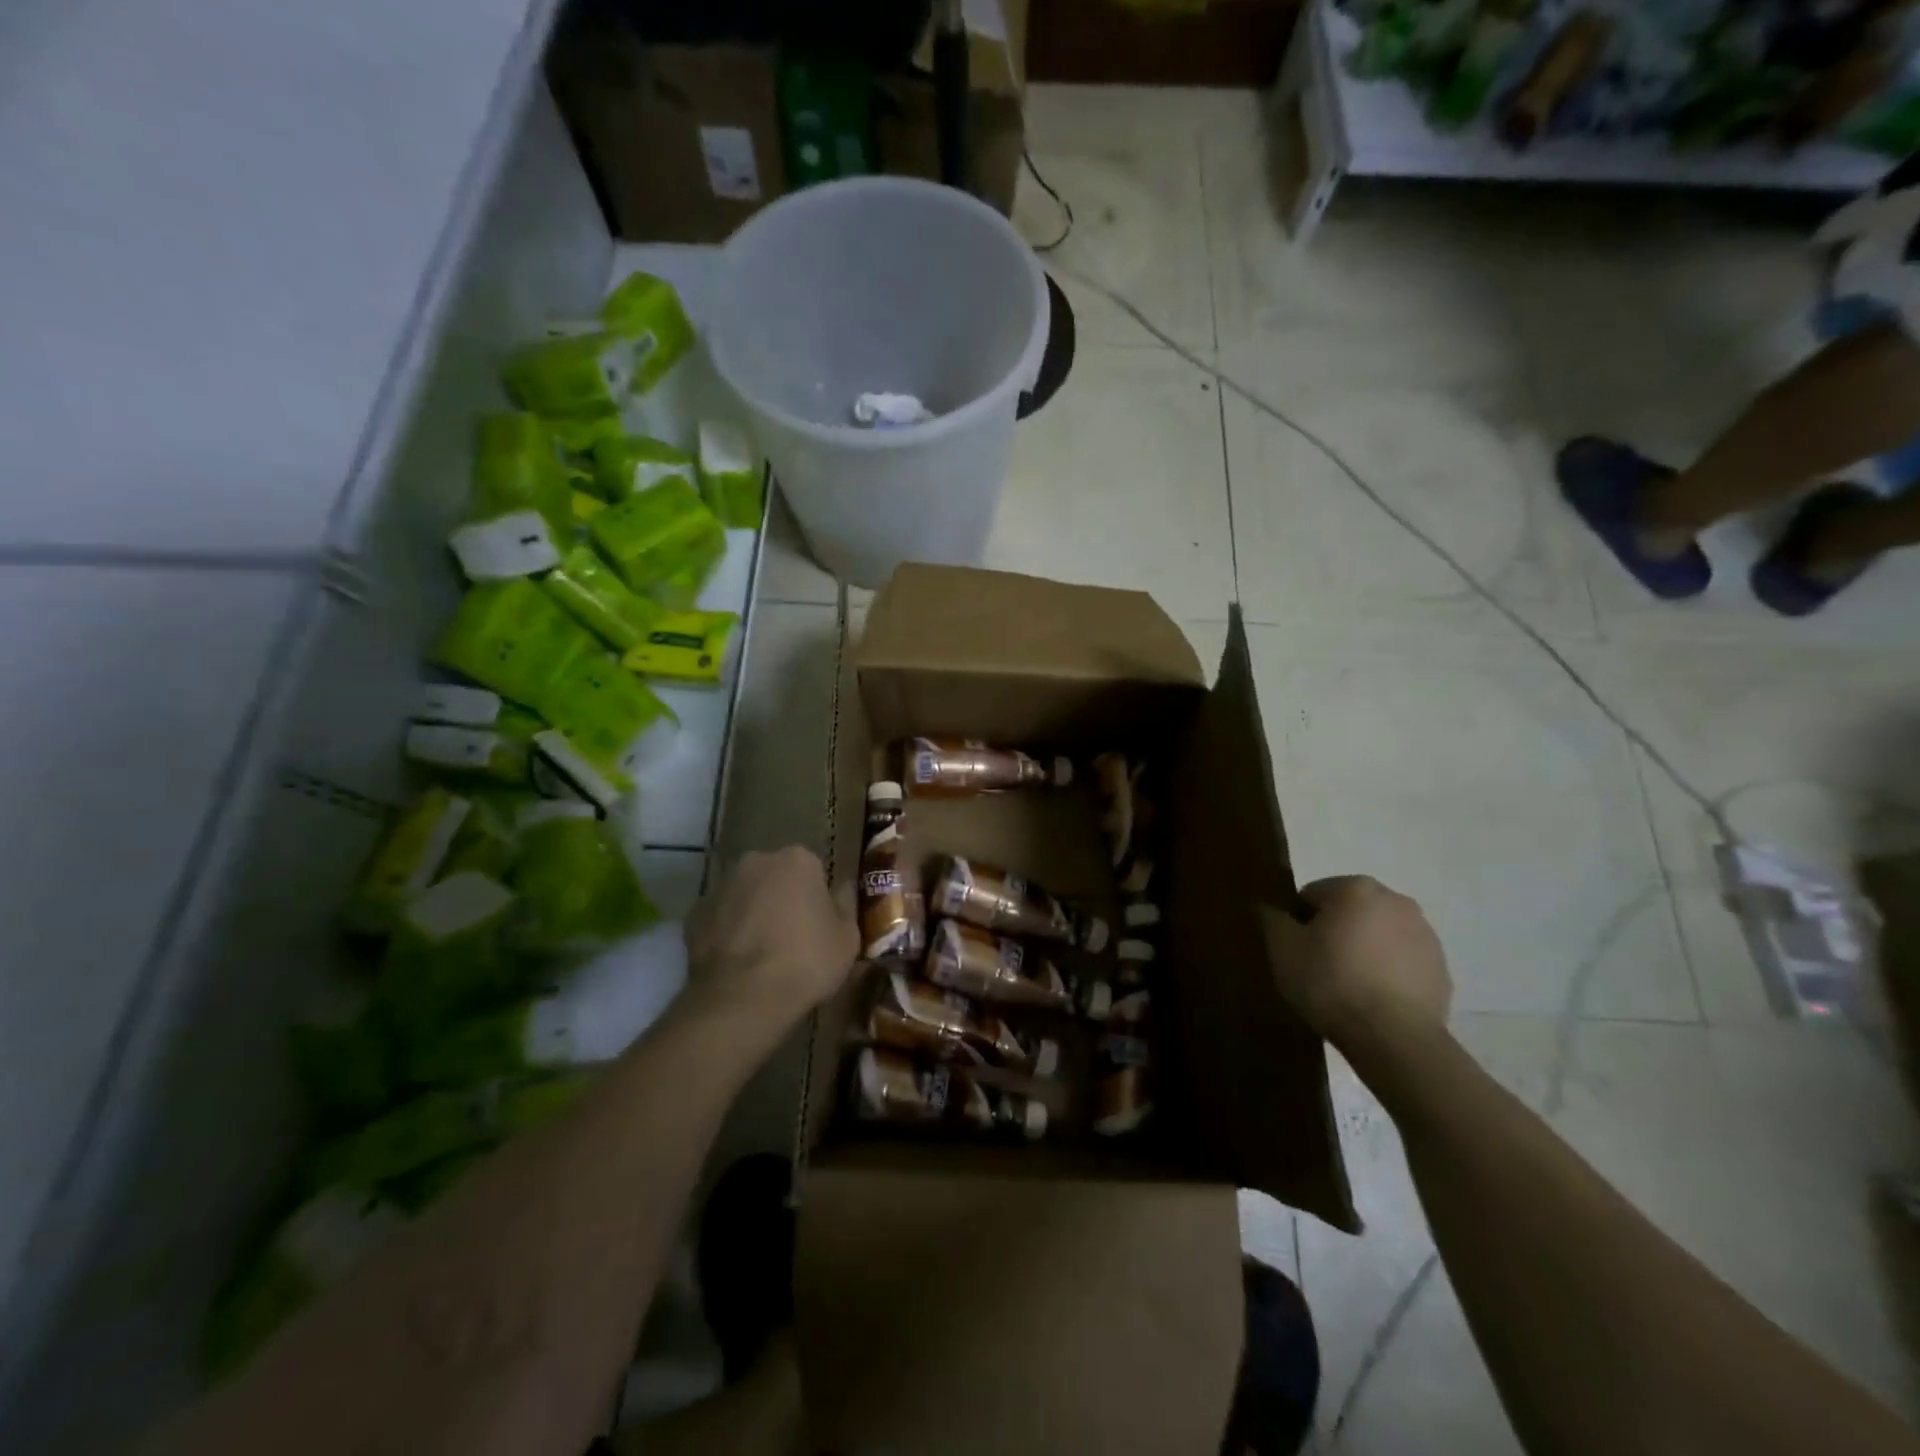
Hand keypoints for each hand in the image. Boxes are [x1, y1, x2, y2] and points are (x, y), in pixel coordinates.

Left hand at [685, 847, 858, 1030]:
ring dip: (752, 912)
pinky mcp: (693, 914)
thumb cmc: (806, 962)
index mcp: (797, 859)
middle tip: (791, 937)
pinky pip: (719, 918)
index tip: (819, 925)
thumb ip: (846, 904)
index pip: (813, 870)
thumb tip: (843, 887)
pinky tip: (736, 961)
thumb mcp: (847, 937)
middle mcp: (756, 861)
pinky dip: (727, 932)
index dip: (817, 899)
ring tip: (761, 953)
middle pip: (775, 876)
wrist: (742, 999)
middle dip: (782, 898)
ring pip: (744, 894)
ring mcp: (720, 886)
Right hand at [1263, 876, 1450, 1052]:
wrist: (1394, 1039)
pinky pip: (1402, 963)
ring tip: (1348, 988)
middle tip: (1319, 968)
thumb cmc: (1331, 983)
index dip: (1298, 923)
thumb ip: (1272, 919)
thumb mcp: (1283, 949)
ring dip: (1363, 951)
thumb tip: (1271, 909)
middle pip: (1349, 912)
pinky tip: (1373, 1001)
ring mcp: (1425, 935)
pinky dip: (1387, 973)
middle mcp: (1396, 901)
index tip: (1296, 952)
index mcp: (1356, 889)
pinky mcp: (1441, 969)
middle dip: (1334, 933)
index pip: (1312, 895)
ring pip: (1378, 936)